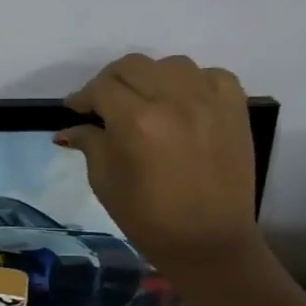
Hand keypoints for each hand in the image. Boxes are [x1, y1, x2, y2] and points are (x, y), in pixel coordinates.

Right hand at [54, 54, 262, 281]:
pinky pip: (210, 75)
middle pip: (131, 66)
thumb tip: (70, 129)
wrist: (208, 240)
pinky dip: (190, 82)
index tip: (75, 109)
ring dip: (149, 77)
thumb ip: (89, 144)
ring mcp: (208, 101)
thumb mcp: (104, 180)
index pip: (100, 89)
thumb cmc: (147, 216)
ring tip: (143, 99)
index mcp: (135, 121)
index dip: (82, 97)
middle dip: (109, 81)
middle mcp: (172, 100)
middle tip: (102, 103)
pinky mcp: (234, 109)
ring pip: (170, 65)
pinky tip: (181, 102)